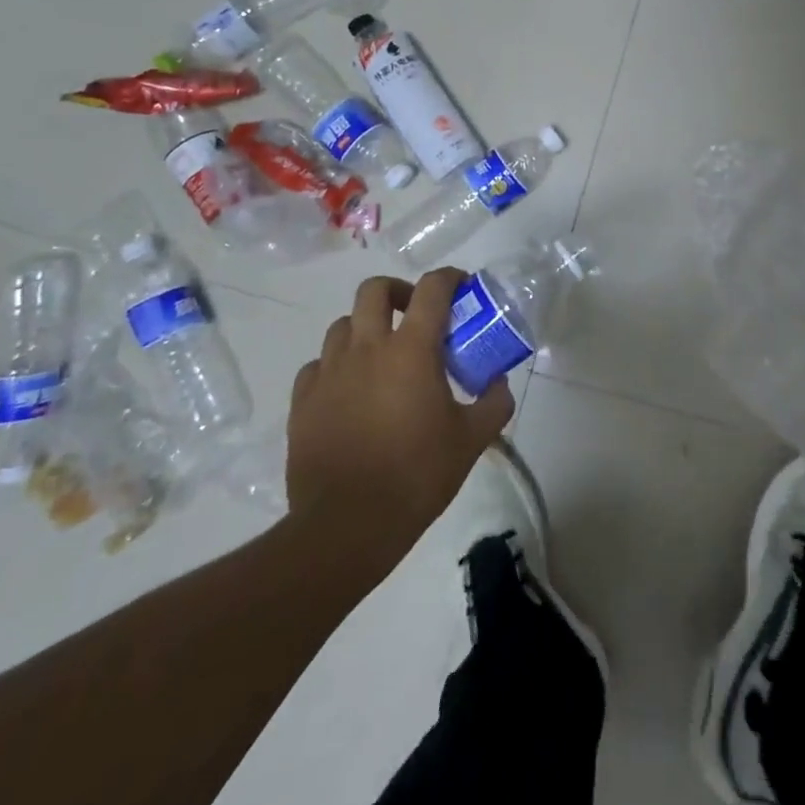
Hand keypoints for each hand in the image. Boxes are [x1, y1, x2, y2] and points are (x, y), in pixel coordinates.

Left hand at [284, 270, 513, 560]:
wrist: (346, 526)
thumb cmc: (416, 475)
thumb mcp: (471, 440)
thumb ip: (494, 403)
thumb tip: (501, 382)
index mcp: (411, 350)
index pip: (432, 289)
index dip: (450, 278)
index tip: (462, 287)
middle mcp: (367, 348)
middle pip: (374, 290)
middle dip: (398, 291)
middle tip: (415, 314)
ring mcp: (329, 373)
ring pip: (342, 325)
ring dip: (365, 328)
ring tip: (381, 356)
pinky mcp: (302, 401)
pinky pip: (317, 365)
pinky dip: (336, 365)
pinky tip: (349, 389)